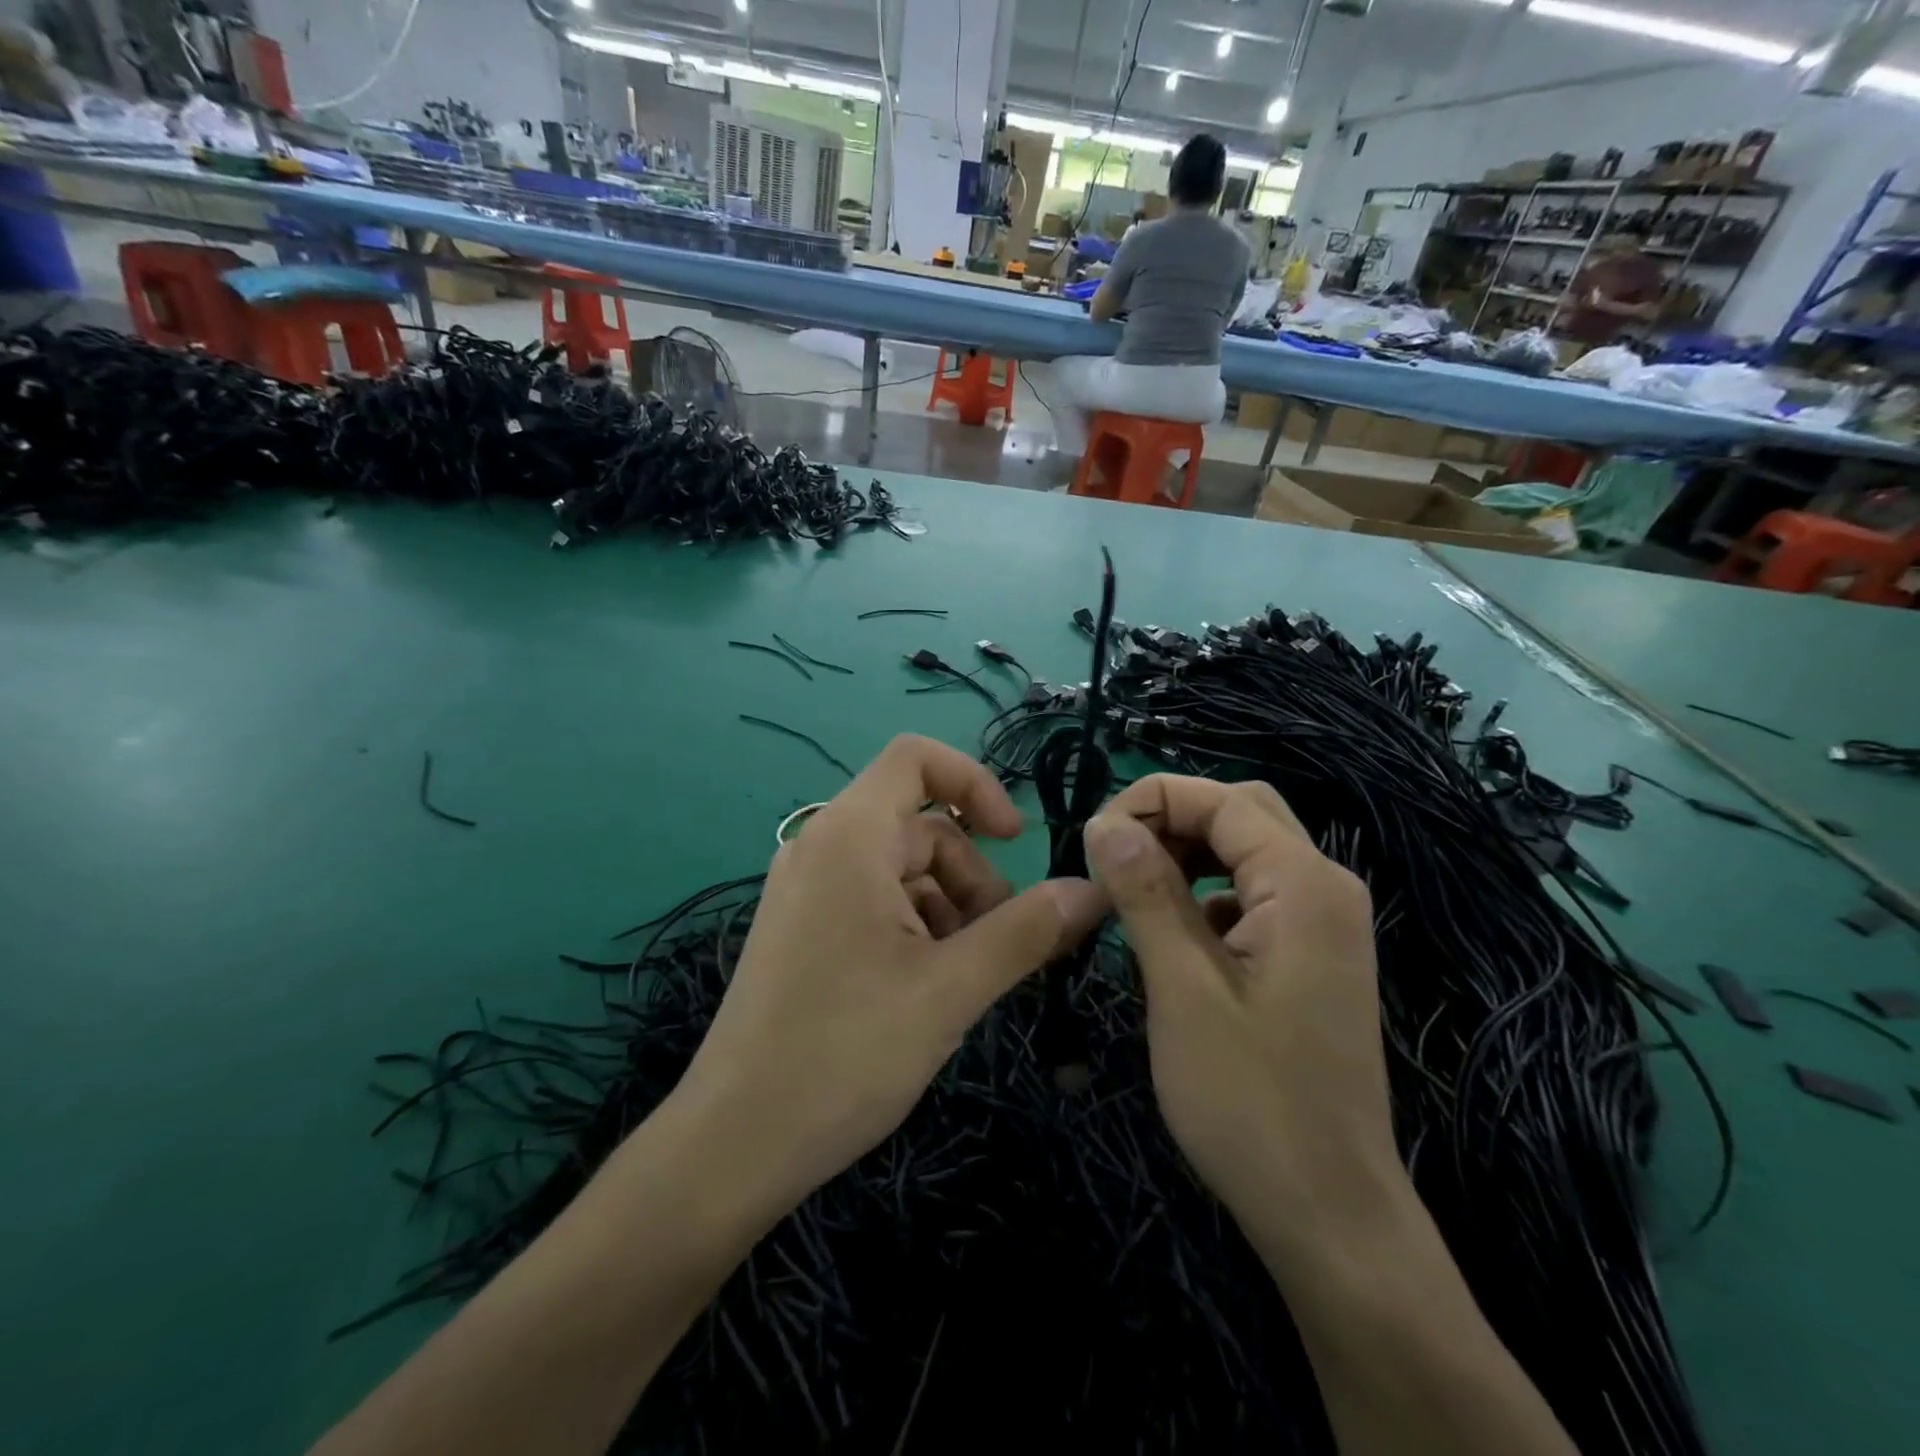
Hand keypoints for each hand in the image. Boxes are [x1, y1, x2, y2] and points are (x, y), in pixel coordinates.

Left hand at [677, 734, 1104, 1214]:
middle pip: (921, 827)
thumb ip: (1027, 931)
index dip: (976, 783)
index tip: (1014, 839)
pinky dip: (916, 928)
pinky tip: (928, 988)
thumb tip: (1092, 890)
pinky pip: (875, 902)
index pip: (916, 758)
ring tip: (965, 978)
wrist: (735, 1143)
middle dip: (972, 876)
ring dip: (950, 909)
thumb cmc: (844, 1053)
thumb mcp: (951, 989)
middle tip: (1000, 946)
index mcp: (849, 836)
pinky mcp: (804, 929)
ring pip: (903, 871)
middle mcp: (822, 847)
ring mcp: (808, 890)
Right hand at [1082, 776, 1401, 1250]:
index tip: (1090, 840)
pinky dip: (1205, 890)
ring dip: (1185, 853)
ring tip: (1129, 889)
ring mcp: (1323, 923)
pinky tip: (1172, 932)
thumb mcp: (1182, 988)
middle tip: (1110, 858)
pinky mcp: (1310, 954)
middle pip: (1240, 813)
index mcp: (1303, 883)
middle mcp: (1324, 887)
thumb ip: (1146, 893)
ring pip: (1246, 851)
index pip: (1221, 799)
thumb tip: (1104, 822)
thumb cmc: (1250, 1101)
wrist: (1330, 1214)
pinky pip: (1252, 893)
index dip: (1149, 800)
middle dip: (1170, 819)